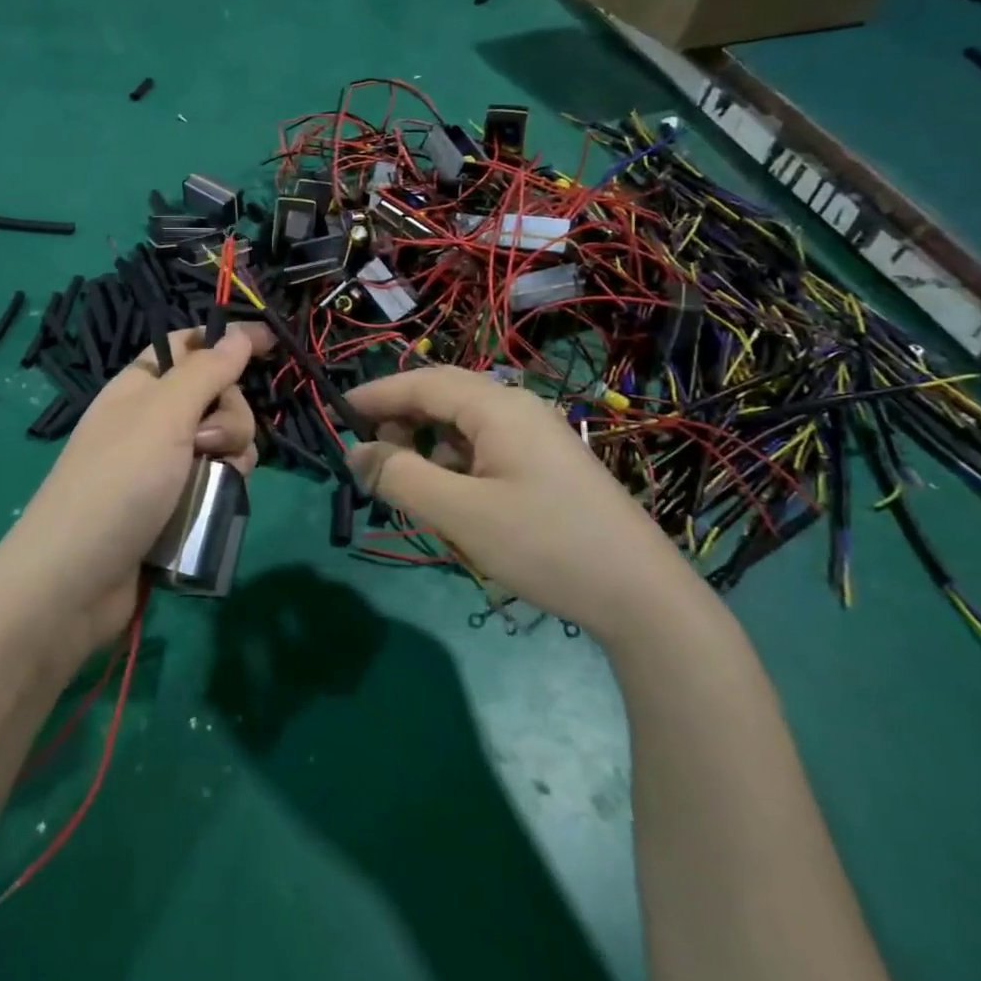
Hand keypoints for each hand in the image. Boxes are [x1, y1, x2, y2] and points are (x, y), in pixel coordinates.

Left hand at [0, 323, 273, 661]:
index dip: (228, 341)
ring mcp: (164, 465)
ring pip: (225, 442)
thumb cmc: (118, 482)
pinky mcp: (176, 505)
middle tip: (208, 442)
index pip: (190, 346)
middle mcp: (153, 420)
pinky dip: (224, 488)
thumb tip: (240, 332)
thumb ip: (207, 371)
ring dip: (231, 455)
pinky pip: (217, 481)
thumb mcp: (163, 414)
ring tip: (210, 481)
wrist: (75, 581)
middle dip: (230, 415)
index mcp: (141, 386)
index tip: (271, 345)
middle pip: (217, 396)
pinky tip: (216, 504)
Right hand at [346, 368, 704, 642]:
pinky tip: (456, 503)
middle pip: (443, 397)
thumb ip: (400, 477)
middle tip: (372, 458)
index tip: (337, 413)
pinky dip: (457, 465)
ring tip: (412, 488)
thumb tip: (355, 452)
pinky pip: (487, 448)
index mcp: (497, 407)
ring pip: (464, 425)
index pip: (421, 383)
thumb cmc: (544, 545)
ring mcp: (538, 435)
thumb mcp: (459, 513)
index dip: (375, 395)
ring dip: (430, 446)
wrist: (643, 598)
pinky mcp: (548, 464)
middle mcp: (518, 408)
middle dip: (401, 420)